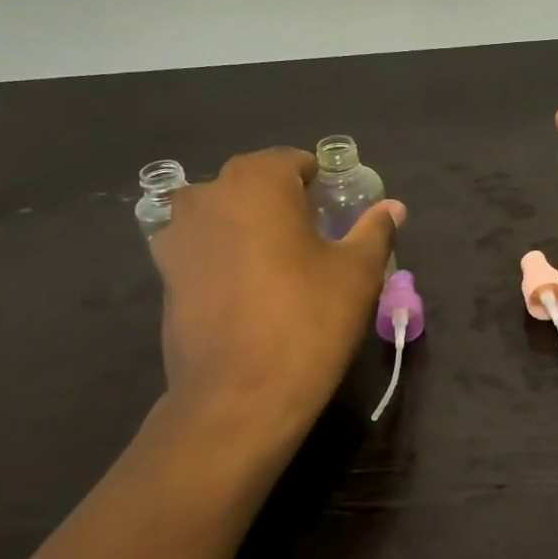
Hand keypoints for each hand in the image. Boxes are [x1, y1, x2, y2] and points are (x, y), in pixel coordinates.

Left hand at [151, 149, 404, 456]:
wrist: (238, 395)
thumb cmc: (307, 320)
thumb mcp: (357, 272)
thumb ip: (375, 229)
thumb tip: (393, 207)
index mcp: (257, 181)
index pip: (295, 162)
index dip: (322, 185)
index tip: (339, 215)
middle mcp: (208, 194)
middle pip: (256, 185)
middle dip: (285, 204)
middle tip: (317, 242)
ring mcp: (178, 234)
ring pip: (226, 215)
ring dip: (251, 228)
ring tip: (281, 267)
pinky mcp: (164, 274)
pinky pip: (205, 248)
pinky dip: (226, 256)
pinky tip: (248, 291)